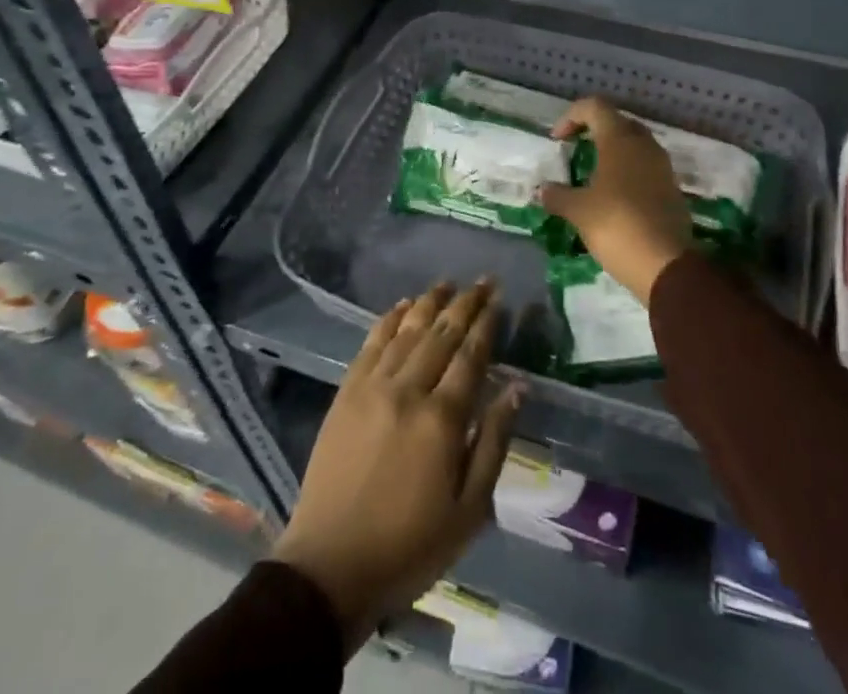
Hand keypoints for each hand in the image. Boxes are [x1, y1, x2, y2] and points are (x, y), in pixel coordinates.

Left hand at [272, 281, 521, 654]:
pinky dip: (389, 320)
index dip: (486, 324)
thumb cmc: (409, 546)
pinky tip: (402, 306)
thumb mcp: (469, 510)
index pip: (470, 356)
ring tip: (446, 283)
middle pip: (441, 334)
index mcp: (442, 419)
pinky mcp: (346, 393)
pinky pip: (371, 344)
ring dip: (429, 303)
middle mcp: (408, 390)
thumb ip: (494, 443)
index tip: (498, 299)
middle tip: (482, 280)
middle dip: (464, 304)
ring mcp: (373, 387)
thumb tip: (516, 388)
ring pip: (407, 331)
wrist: (330, 566)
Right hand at [541, 97, 693, 303]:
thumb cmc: (617, 225)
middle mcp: (643, 144)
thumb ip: (558, 196)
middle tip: (575, 151)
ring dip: (612, 151)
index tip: (558, 141)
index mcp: (619, 139)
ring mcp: (662, 165)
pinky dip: (627, 171)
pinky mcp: (671, 188)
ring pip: (633, 144)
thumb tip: (543, 190)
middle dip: (593, 131)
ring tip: (592, 174)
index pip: (594, 106)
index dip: (571, 117)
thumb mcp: (579, 211)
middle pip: (616, 121)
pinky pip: (645, 166)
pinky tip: (613, 196)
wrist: (666, 264)